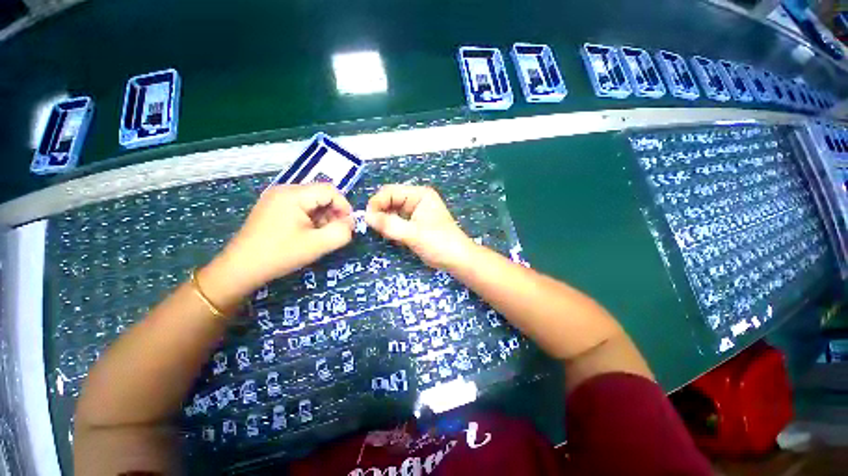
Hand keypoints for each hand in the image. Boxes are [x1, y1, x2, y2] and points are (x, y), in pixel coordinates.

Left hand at [206, 184, 353, 294]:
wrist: (240, 269)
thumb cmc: (280, 255)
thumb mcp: (318, 245)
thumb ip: (342, 232)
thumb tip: (351, 223)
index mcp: (293, 195)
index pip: (330, 190)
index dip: (344, 207)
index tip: (347, 226)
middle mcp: (284, 190)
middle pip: (320, 195)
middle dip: (333, 213)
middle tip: (334, 233)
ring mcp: (276, 199)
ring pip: (311, 202)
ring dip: (322, 217)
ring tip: (320, 236)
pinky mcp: (272, 208)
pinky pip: (300, 207)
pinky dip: (310, 219)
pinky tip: (308, 234)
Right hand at [365, 185, 474, 269]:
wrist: (458, 260)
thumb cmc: (439, 243)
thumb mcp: (413, 234)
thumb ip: (389, 224)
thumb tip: (365, 216)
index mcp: (419, 194)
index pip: (390, 191)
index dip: (376, 203)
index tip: (367, 220)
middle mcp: (417, 199)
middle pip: (390, 201)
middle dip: (380, 213)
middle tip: (374, 229)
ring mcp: (416, 212)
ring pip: (392, 212)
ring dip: (385, 222)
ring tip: (384, 234)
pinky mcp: (415, 224)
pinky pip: (397, 221)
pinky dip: (391, 228)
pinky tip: (392, 237)